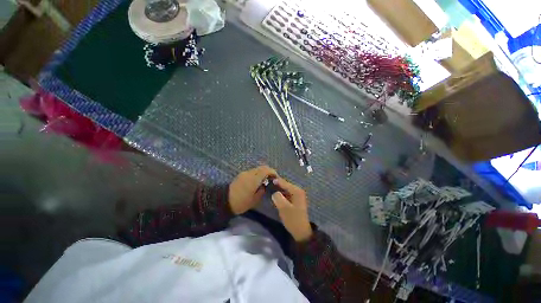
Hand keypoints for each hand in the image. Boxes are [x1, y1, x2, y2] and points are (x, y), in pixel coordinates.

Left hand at [229, 165, 276, 214]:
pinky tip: (257, 181)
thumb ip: (262, 191)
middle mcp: (249, 173)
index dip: (273, 172)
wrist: (223, 201)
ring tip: (265, 180)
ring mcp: (244, 173)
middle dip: (269, 171)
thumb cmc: (240, 202)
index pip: (266, 170)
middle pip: (262, 167)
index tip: (276, 178)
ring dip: (262, 172)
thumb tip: (264, 185)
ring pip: (257, 169)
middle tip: (272, 178)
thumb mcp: (254, 200)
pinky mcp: (241, 175)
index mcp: (254, 179)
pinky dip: (257, 174)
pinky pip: (252, 172)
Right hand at [271, 178, 312, 241]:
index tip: (267, 178)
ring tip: (269, 188)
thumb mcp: (284, 208)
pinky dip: (281, 194)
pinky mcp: (295, 200)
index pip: (284, 183)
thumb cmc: (293, 219)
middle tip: (267, 184)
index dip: (276, 181)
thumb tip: (274, 192)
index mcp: (296, 191)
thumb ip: (278, 198)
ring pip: (285, 189)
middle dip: (277, 184)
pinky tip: (275, 195)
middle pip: (285, 185)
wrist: (301, 231)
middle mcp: (298, 191)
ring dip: (278, 189)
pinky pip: (286, 194)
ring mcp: (297, 195)